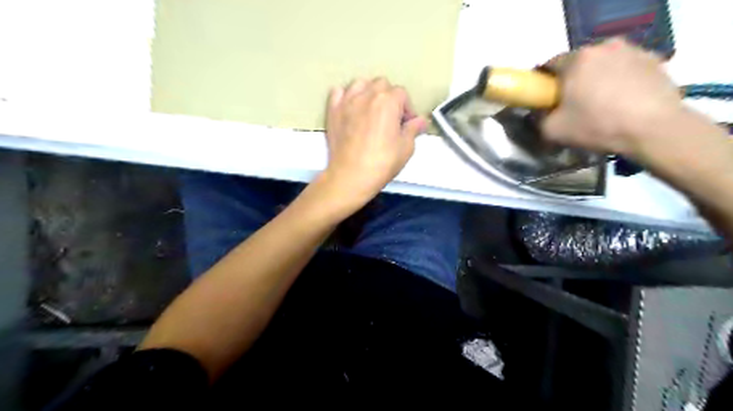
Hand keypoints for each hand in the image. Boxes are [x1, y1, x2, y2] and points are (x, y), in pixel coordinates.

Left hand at [323, 75, 427, 204]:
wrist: (351, 176)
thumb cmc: (381, 163)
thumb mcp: (405, 148)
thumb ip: (413, 129)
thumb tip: (420, 121)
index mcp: (388, 101)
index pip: (402, 94)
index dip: (407, 108)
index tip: (407, 123)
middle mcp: (367, 95)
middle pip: (382, 85)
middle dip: (390, 98)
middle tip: (391, 118)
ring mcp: (347, 102)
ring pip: (361, 84)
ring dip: (369, 93)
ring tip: (372, 110)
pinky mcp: (333, 111)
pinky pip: (338, 92)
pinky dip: (346, 96)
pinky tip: (351, 108)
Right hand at [540, 37, 683, 156]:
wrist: (654, 130)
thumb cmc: (597, 126)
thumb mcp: (553, 131)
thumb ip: (538, 119)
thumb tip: (539, 114)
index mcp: (577, 59)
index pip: (549, 65)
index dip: (544, 82)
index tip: (545, 99)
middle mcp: (604, 47)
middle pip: (577, 62)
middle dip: (571, 79)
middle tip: (572, 103)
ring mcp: (632, 50)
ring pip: (603, 63)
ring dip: (596, 78)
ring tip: (599, 102)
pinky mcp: (654, 60)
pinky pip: (625, 68)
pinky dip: (619, 80)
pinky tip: (621, 101)